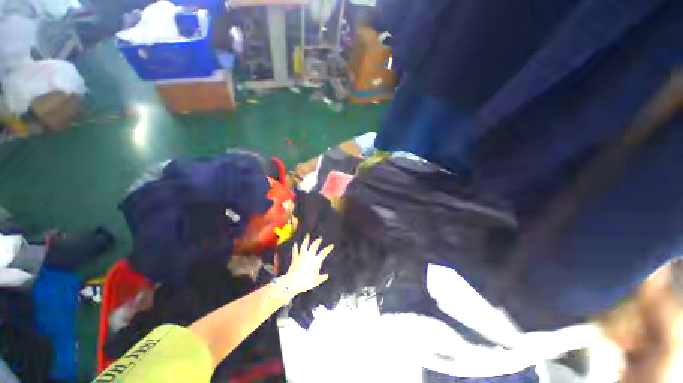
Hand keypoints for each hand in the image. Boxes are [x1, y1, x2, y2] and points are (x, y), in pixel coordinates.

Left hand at [284, 234, 332, 295]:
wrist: (292, 283)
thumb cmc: (305, 283)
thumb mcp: (316, 281)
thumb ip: (322, 278)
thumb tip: (327, 275)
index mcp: (315, 261)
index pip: (323, 253)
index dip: (328, 248)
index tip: (331, 245)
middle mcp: (309, 256)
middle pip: (314, 246)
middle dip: (317, 241)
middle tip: (320, 238)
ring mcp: (301, 256)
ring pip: (304, 246)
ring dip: (306, 240)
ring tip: (307, 236)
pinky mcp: (295, 259)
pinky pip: (295, 251)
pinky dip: (295, 247)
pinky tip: (295, 244)